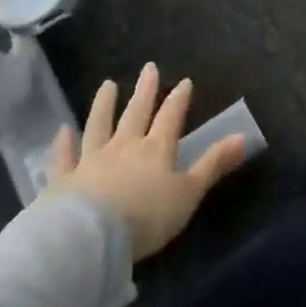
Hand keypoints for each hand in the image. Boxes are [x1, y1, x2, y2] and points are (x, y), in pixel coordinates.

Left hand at [45, 63, 245, 260]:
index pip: (171, 117)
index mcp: (157, 149)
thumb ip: (213, 164)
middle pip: (136, 113)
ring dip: (104, 105)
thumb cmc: (146, 217)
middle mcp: (125, 146)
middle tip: (149, 67)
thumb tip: (243, 136)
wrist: (89, 238)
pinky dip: (63, 144)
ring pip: (99, 126)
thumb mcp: (189, 193)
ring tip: (107, 85)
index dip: (178, 99)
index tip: (184, 81)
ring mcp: (91, 161)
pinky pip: (64, 158)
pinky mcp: (63, 181)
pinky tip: (62, 131)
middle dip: (145, 90)